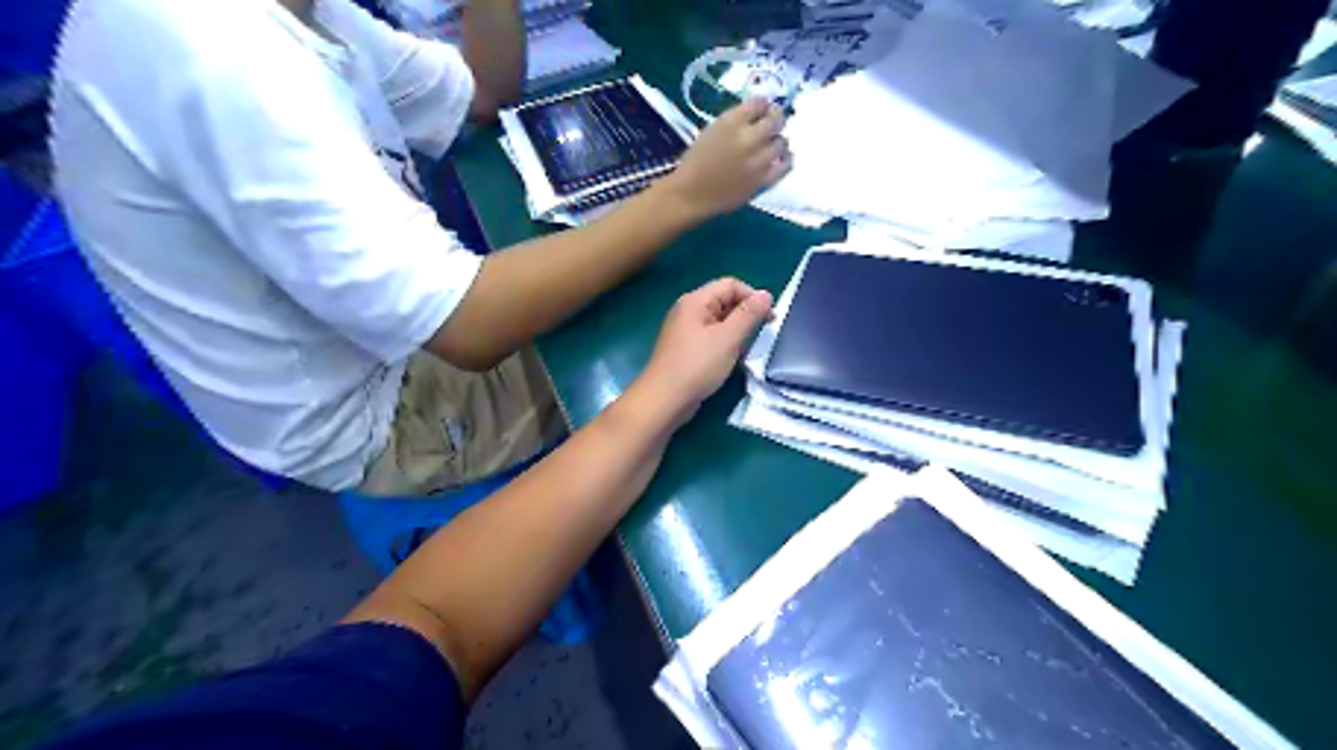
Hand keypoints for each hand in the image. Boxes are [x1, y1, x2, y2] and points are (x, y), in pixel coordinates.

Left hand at [633, 276, 772, 429]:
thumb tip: (766, 294)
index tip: (769, 318)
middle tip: (761, 335)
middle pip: (724, 301)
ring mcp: (685, 330)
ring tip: (747, 349)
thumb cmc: (697, 366)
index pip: (730, 284)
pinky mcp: (686, 349)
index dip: (752, 296)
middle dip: (745, 314)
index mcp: (695, 301)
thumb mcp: (728, 339)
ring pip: (719, 321)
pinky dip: (725, 343)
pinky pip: (711, 337)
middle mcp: (688, 310)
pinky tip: (732, 359)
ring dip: (736, 331)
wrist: (664, 400)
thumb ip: (748, 315)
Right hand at [660, 97, 789, 218]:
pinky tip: (783, 158)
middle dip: (776, 119)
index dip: (763, 106)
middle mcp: (747, 138)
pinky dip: (786, 159)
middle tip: (773, 123)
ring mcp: (757, 161)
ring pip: (782, 142)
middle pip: (775, 120)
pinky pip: (785, 166)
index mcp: (730, 122)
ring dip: (779, 140)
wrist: (691, 194)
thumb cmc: (696, 162)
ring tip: (773, 144)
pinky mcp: (762, 181)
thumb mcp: (712, 130)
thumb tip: (757, 116)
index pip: (760, 103)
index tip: (762, 110)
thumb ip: (735, 121)